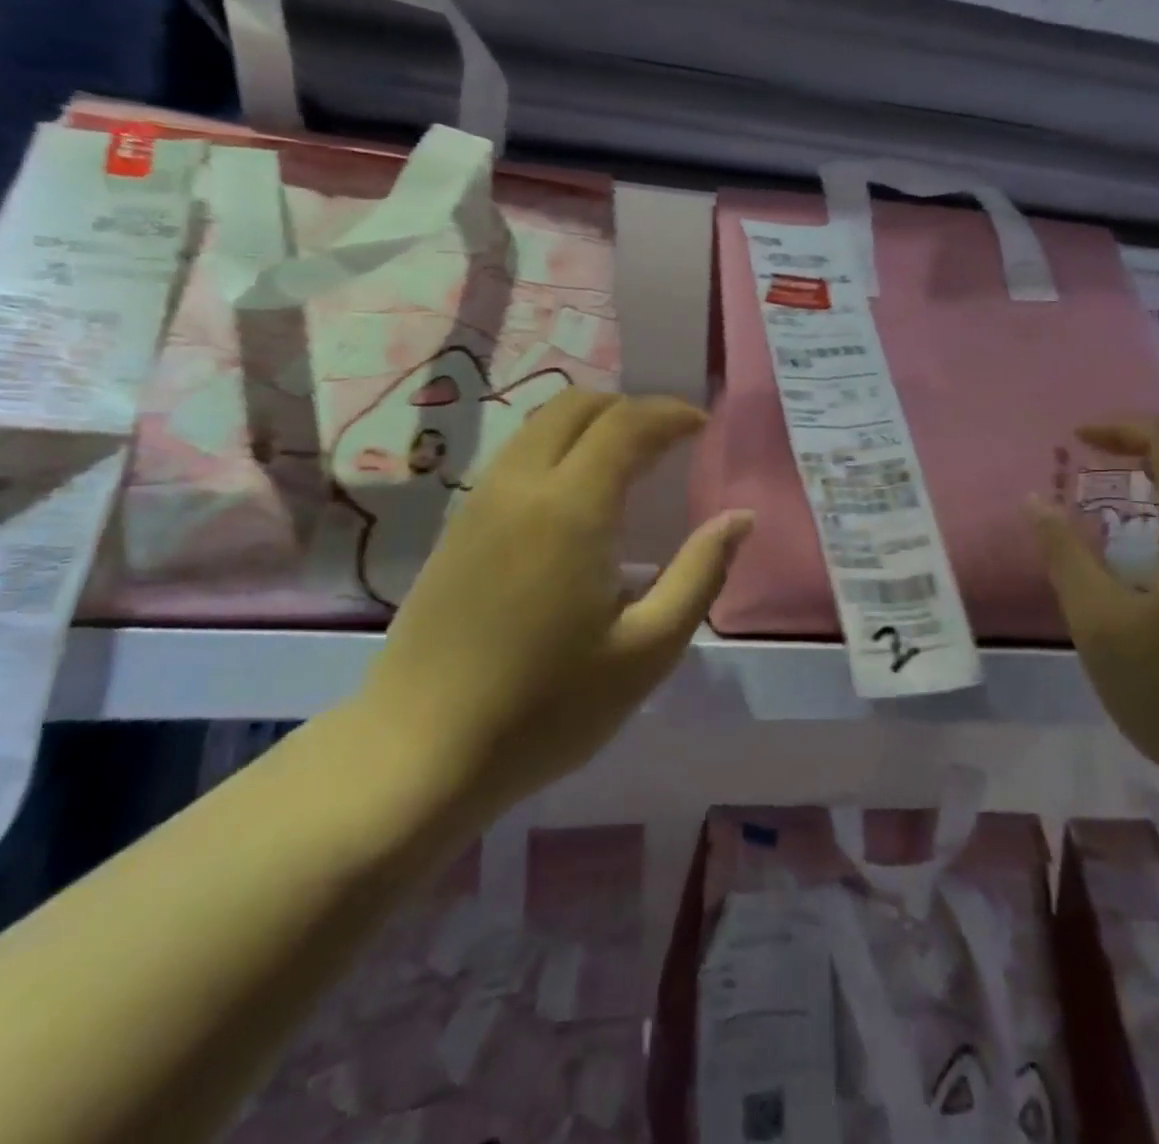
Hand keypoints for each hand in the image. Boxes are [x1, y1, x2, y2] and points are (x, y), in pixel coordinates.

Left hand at [363, 389, 752, 816]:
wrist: (419, 752)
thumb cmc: (546, 708)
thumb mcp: (647, 650)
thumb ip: (700, 573)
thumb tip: (740, 518)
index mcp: (571, 508)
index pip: (626, 424)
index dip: (670, 414)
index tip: (702, 427)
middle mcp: (520, 485)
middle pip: (576, 406)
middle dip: (629, 408)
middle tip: (669, 441)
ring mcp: (480, 502)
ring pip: (539, 426)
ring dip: (590, 425)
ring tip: (629, 462)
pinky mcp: (458, 527)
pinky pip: (516, 457)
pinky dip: (557, 449)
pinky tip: (576, 499)